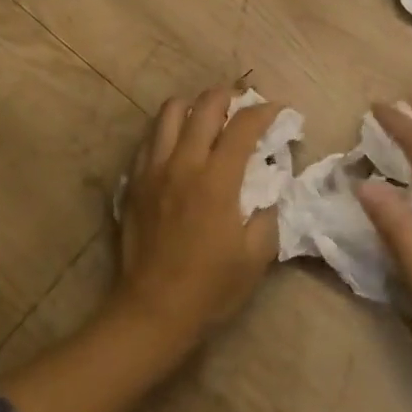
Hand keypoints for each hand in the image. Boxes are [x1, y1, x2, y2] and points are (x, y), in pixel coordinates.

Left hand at [113, 86, 281, 353]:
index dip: (265, 111)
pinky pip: (150, 138)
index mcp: (217, 179)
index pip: (244, 125)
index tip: (277, 110)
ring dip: (194, 107)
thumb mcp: (257, 254)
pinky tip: (179, 146)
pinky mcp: (134, 182)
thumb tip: (271, 183)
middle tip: (243, 105)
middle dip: (229, 96)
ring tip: (208, 119)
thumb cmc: (210, 288)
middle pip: (205, 105)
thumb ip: (269, 210)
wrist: (151, 314)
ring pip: (170, 111)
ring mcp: (154, 170)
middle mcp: (184, 163)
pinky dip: (168, 131)